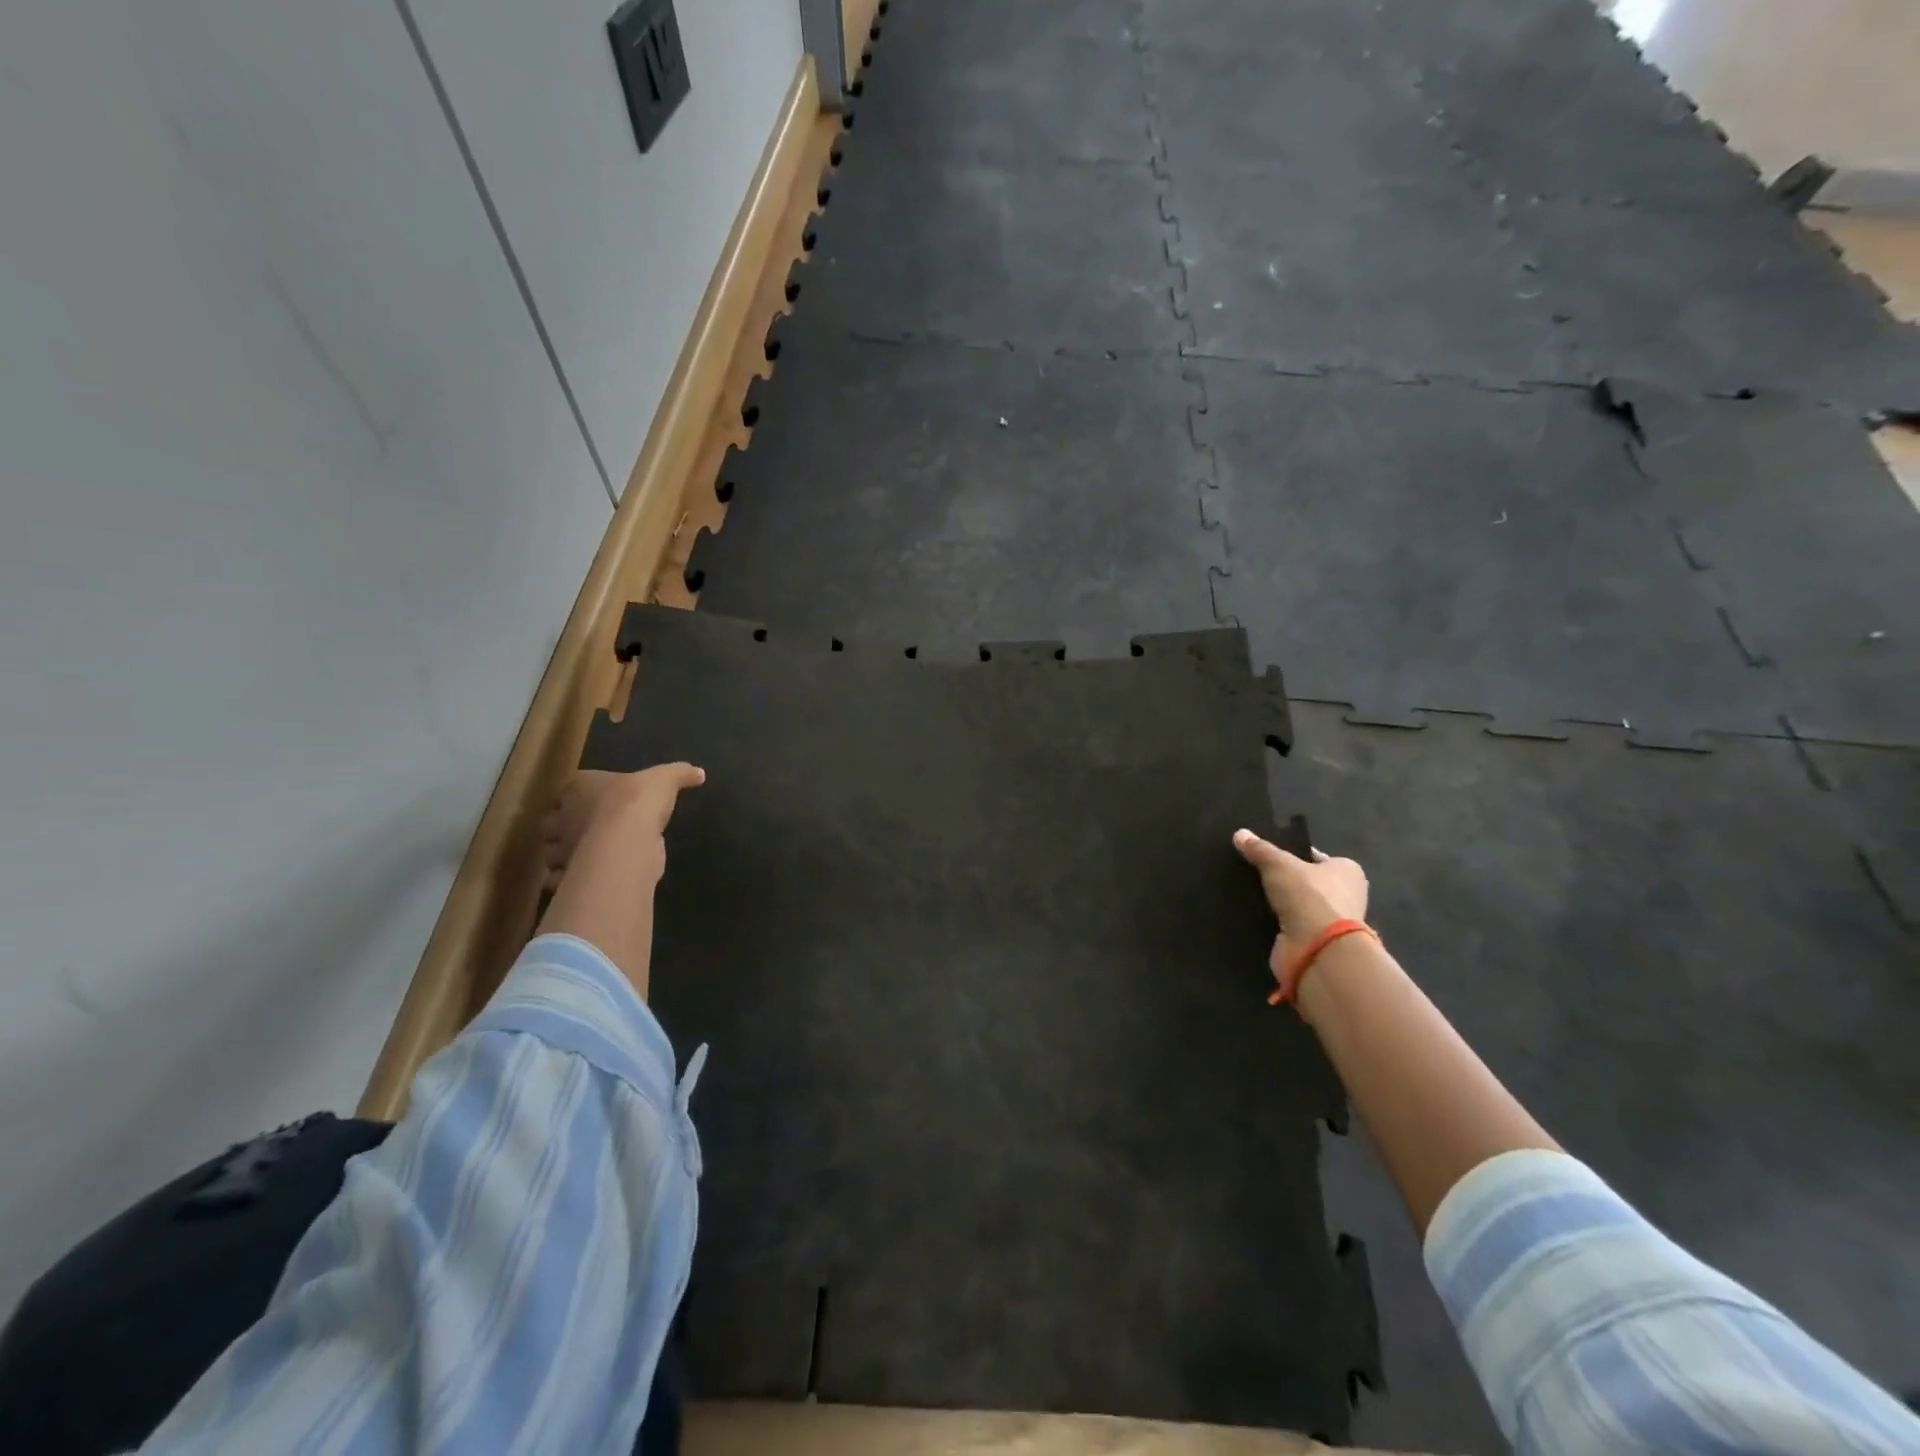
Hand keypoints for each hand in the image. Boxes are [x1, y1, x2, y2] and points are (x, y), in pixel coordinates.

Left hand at [543, 764, 705, 891]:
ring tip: (582, 857)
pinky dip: (565, 880)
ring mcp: (563, 848)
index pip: (569, 789)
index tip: (592, 801)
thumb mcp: (665, 779)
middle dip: (563, 827)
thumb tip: (699, 773)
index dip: (578, 796)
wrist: (627, 841)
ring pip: (552, 852)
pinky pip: (560, 878)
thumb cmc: (637, 802)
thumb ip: (680, 774)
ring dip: (562, 855)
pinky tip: (584, 878)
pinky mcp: (570, 875)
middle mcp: (562, 817)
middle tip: (584, 831)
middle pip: (553, 821)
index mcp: (578, 788)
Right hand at [1232, 828, 1368, 989]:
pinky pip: (1291, 926)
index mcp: (1348, 870)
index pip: (1315, 857)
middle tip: (1252, 874)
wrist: (1318, 949)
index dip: (1291, 855)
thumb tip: (1240, 834)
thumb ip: (1259, 849)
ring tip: (1248, 894)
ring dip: (1279, 904)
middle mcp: (1345, 895)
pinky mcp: (1317, 943)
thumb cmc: (1309, 896)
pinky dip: (1276, 923)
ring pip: (1298, 905)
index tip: (1266, 856)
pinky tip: (1254, 916)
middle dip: (1283, 881)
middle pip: (1307, 882)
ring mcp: (1332, 922)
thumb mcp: (1278, 864)